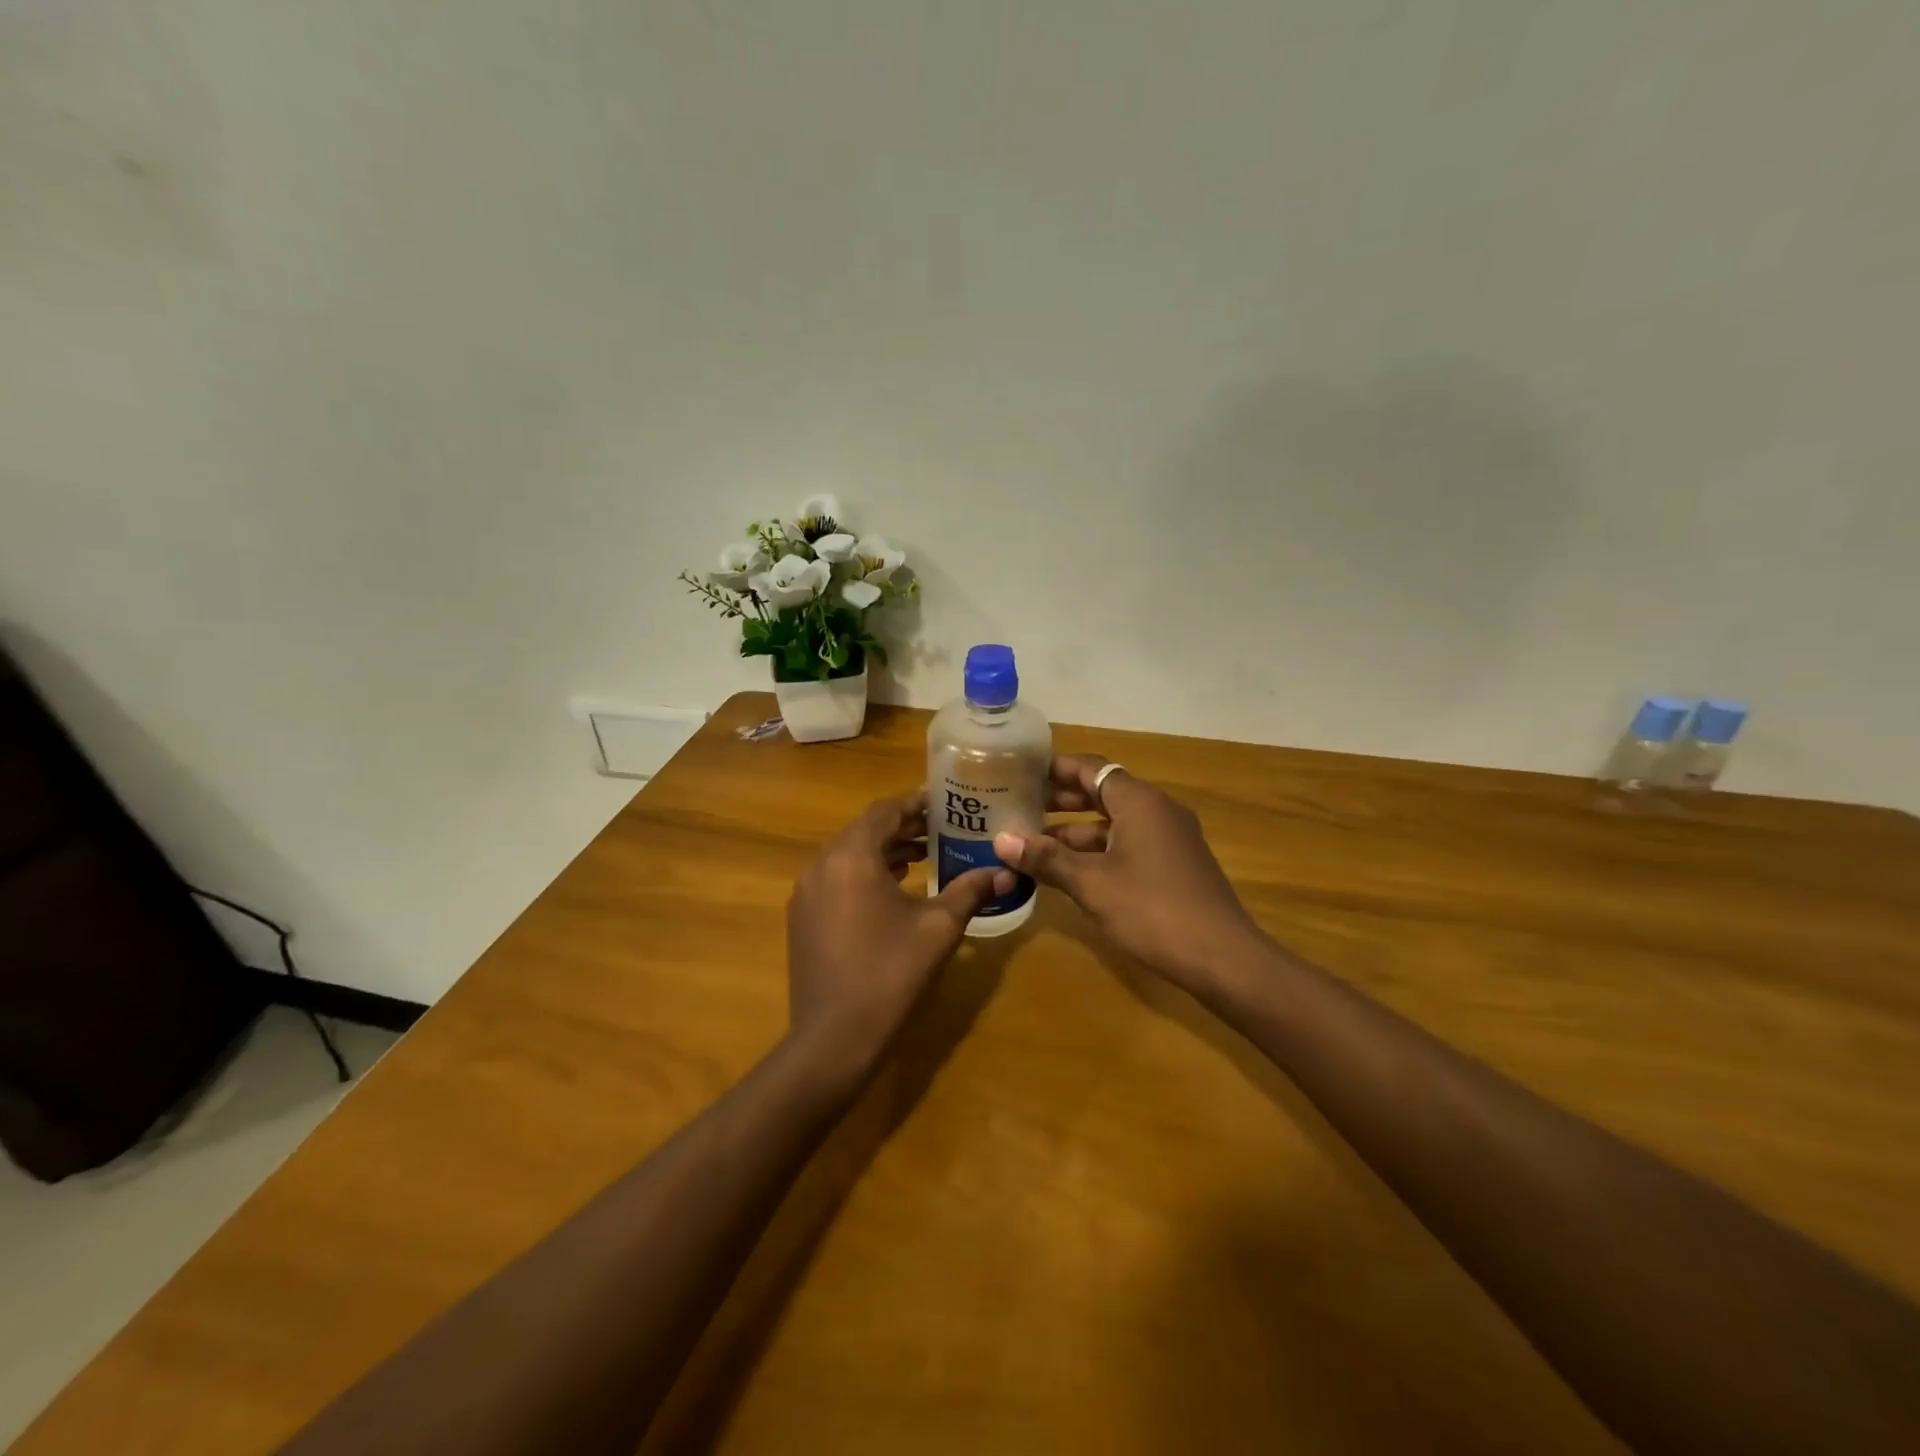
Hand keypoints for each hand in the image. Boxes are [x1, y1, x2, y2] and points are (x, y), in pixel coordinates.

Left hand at [787, 791, 1013, 1073]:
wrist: (834, 1039)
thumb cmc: (891, 974)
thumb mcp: (939, 929)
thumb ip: (970, 891)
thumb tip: (1006, 873)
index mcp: (852, 857)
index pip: (885, 811)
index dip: (917, 803)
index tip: (947, 802)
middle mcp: (821, 865)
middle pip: (866, 831)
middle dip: (904, 827)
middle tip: (943, 828)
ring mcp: (806, 892)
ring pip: (849, 855)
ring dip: (885, 850)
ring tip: (925, 855)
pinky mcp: (802, 918)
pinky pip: (836, 878)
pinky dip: (865, 873)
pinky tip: (894, 888)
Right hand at [993, 756, 1262, 999]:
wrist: (1223, 958)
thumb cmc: (1152, 910)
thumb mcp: (1091, 884)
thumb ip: (1047, 858)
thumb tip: (1002, 840)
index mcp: (1139, 802)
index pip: (1091, 768)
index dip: (1055, 769)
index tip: (1021, 773)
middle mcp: (1157, 810)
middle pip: (1102, 792)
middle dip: (1061, 801)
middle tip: (1020, 808)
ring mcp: (1170, 838)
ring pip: (1114, 823)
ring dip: (1076, 832)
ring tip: (1033, 845)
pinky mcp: (1175, 864)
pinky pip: (1128, 844)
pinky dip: (1098, 852)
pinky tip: (1069, 872)